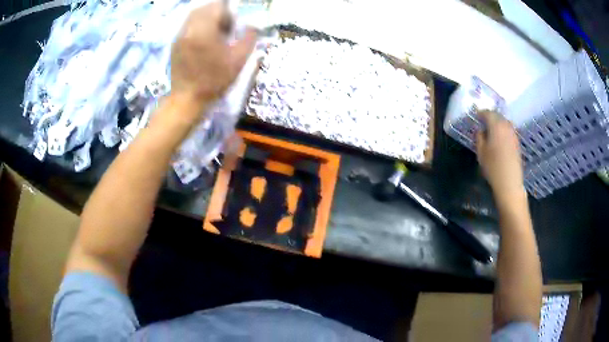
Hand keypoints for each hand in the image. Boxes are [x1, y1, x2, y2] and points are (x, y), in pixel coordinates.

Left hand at [170, 1, 256, 120]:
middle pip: (205, 8)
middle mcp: (189, 28)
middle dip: (218, 13)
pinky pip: (188, 26)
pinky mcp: (175, 43)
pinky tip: (203, 42)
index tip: (232, 28)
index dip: (229, 14)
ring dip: (207, 19)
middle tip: (224, 29)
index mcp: (204, 30)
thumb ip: (249, 37)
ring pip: (195, 15)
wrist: (187, 99)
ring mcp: (180, 35)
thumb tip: (252, 26)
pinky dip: (198, 27)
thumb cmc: (214, 80)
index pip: (218, 6)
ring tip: (214, 35)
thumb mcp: (238, 60)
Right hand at [475, 111, 524, 200]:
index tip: (476, 115)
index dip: (481, 113)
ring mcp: (513, 134)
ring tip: (491, 128)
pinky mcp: (517, 143)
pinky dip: (503, 129)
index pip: (488, 113)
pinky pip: (509, 130)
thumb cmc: (493, 167)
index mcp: (496, 126)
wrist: (509, 182)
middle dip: (490, 116)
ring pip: (505, 122)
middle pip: (498, 116)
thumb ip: (479, 137)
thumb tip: (480, 130)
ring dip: (498, 122)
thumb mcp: (481, 152)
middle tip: (483, 120)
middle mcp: (506, 126)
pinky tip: (499, 137)